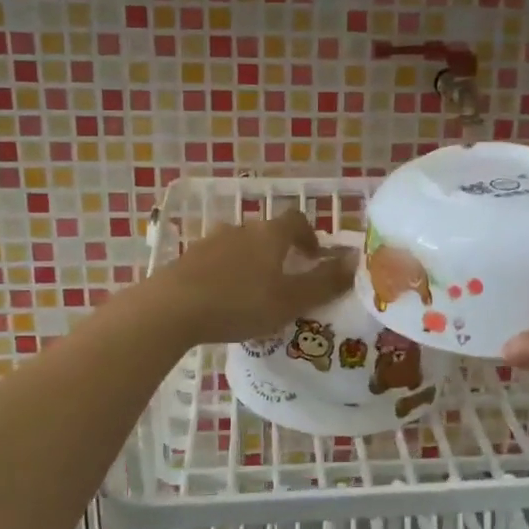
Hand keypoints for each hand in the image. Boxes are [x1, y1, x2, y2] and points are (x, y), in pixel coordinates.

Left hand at [147, 209, 355, 345]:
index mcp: (270, 234)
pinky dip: (226, 274)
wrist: (172, 308)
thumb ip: (325, 281)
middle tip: (287, 281)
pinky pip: (216, 261)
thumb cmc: (240, 303)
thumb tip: (356, 260)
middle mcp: (242, 229)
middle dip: (280, 252)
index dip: (309, 235)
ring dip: (252, 264)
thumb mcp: (291, 299)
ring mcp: (211, 241)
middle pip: (267, 233)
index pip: (296, 220)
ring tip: (254, 294)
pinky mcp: (188, 258)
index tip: (313, 257)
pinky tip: (223, 300)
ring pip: (240, 247)